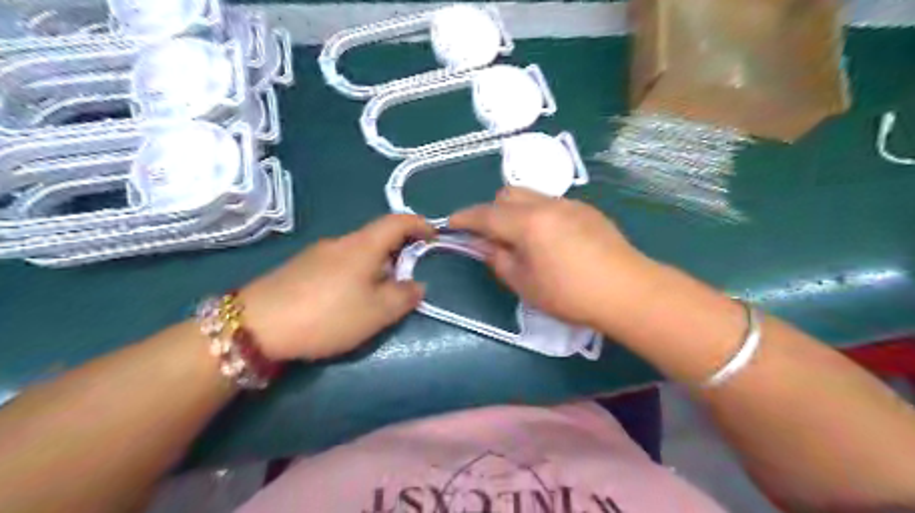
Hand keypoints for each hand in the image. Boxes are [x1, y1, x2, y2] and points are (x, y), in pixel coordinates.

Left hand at [239, 214, 432, 357]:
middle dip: (398, 252)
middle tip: (407, 279)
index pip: (397, 221)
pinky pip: (339, 263)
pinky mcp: (300, 267)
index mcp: (363, 246)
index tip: (433, 236)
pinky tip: (346, 299)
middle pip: (377, 237)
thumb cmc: (327, 314)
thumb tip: (417, 285)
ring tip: (377, 295)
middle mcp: (340, 242)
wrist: (256, 325)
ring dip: (376, 266)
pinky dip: (355, 273)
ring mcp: (317, 253)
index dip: (419, 224)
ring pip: (357, 252)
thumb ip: (404, 296)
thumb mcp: (377, 312)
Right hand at [450, 188, 658, 327]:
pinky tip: (549, 240)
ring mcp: (570, 204)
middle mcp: (547, 204)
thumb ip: (498, 259)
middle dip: (491, 210)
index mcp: (528, 222)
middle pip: (508, 194)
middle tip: (491, 237)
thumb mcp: (525, 284)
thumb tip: (484, 245)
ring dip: (515, 211)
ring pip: (531, 196)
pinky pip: (551, 204)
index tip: (451, 224)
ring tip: (520, 239)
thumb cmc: (570, 294)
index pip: (486, 214)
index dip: (465, 218)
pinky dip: (538, 215)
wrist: (628, 291)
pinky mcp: (587, 211)